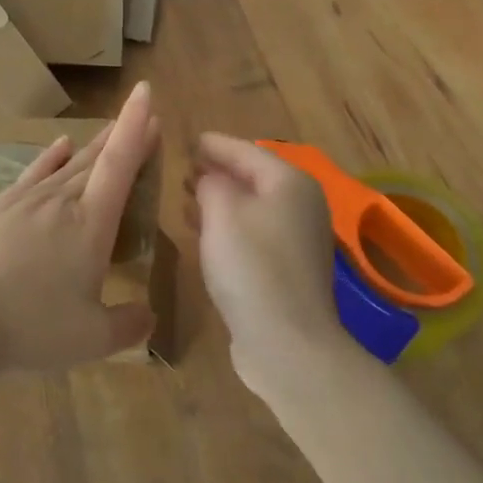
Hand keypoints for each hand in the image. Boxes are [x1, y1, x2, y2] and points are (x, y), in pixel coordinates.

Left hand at [0, 82, 161, 376]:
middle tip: (143, 120)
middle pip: (98, 159)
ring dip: (93, 146)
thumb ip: (128, 325)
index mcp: (91, 224)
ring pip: (69, 164)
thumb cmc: (32, 327)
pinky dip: (52, 156)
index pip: (119, 164)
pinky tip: (61, 144)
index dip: (135, 128)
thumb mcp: (91, 338)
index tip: (146, 93)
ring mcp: (26, 200)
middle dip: (123, 137)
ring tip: (109, 131)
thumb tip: (149, 316)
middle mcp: (62, 201)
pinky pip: (35, 172)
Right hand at [193, 133, 346, 393]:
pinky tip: (203, 233)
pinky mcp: (289, 268)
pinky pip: (254, 232)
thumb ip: (211, 183)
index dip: (214, 144)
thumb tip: (209, 178)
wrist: (287, 343)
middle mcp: (301, 204)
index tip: (187, 140)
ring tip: (185, 197)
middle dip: (217, 172)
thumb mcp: (221, 212)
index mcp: (289, 182)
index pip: (246, 150)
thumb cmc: (252, 266)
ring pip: (252, 206)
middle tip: (182, 169)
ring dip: (220, 200)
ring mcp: (298, 238)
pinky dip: (229, 226)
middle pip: (253, 177)